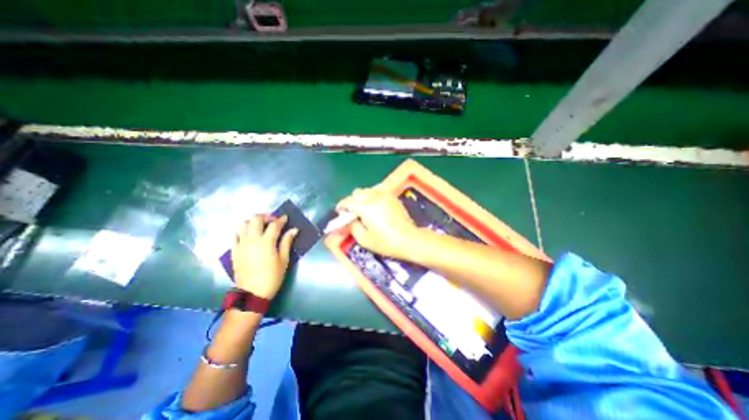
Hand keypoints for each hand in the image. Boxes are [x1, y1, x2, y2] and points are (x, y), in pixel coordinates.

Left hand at [231, 215, 297, 300]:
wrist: (252, 293)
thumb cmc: (272, 276)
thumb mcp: (283, 260)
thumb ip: (287, 242)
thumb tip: (294, 230)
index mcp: (266, 242)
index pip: (274, 225)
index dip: (281, 220)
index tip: (285, 218)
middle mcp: (252, 240)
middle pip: (256, 219)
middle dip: (265, 216)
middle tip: (273, 220)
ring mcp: (241, 244)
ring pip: (243, 224)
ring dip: (253, 221)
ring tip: (261, 226)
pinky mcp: (234, 250)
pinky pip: (235, 235)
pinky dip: (242, 231)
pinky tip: (249, 235)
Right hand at [339, 188, 423, 258]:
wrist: (409, 239)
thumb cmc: (385, 242)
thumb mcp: (364, 239)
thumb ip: (352, 227)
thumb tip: (348, 220)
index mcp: (366, 207)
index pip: (348, 201)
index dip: (341, 206)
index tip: (340, 213)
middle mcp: (375, 197)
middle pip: (357, 193)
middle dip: (351, 201)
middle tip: (352, 213)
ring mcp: (385, 195)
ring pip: (367, 190)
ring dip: (362, 198)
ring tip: (363, 209)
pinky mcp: (392, 197)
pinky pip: (377, 191)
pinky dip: (372, 196)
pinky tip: (374, 207)